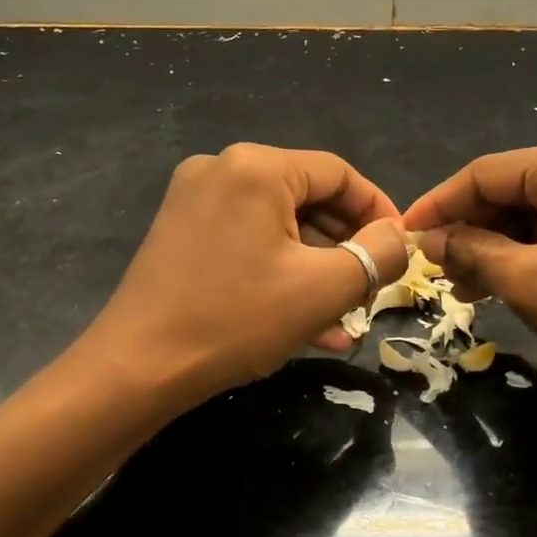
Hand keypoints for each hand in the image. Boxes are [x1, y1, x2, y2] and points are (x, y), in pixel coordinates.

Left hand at [82, 144, 407, 407]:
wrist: (136, 368)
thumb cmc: (235, 319)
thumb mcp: (322, 289)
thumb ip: (377, 255)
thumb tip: (399, 237)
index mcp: (257, 167)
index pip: (339, 174)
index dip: (378, 211)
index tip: (400, 251)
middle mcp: (222, 169)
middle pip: (308, 199)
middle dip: (346, 248)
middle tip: (371, 290)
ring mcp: (195, 200)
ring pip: (279, 226)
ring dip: (316, 268)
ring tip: (345, 318)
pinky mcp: (181, 232)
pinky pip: (248, 242)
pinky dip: (280, 272)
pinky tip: (307, 321)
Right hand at [403, 136, 536, 405]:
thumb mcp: (532, 283)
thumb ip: (472, 251)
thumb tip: (429, 239)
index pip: (484, 173)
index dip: (438, 205)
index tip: (402, 236)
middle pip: (512, 190)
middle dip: (470, 231)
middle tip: (436, 272)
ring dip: (498, 247)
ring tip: (467, 288)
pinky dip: (533, 254)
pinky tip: (510, 284)